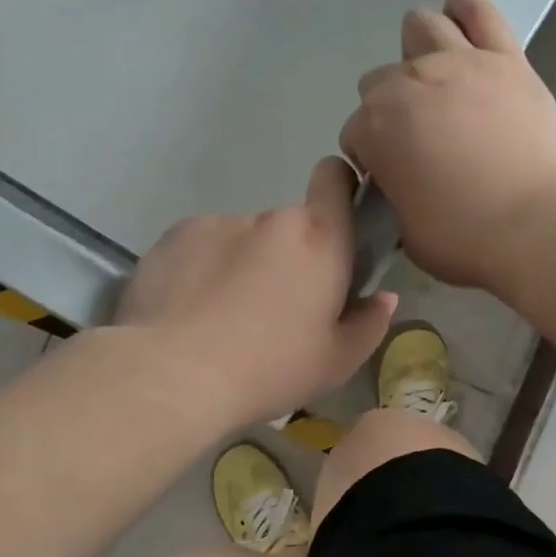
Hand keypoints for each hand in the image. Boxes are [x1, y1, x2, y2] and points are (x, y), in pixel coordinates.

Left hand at [116, 157, 398, 426]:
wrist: (173, 375)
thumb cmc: (270, 369)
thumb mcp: (336, 363)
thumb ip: (369, 324)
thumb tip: (382, 298)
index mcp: (320, 240)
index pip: (335, 180)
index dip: (339, 188)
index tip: (335, 221)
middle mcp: (271, 219)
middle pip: (289, 227)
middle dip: (287, 257)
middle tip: (273, 308)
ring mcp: (219, 223)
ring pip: (243, 238)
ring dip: (243, 264)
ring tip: (223, 317)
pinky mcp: (175, 236)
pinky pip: (202, 247)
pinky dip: (203, 269)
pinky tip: (191, 311)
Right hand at [341, 0, 555, 290]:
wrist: (541, 223)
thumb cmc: (467, 239)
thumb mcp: (409, 233)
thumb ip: (397, 198)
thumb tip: (406, 185)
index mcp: (375, 129)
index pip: (356, 133)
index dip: (372, 157)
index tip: (392, 177)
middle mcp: (407, 83)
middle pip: (380, 81)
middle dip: (390, 109)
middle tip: (420, 139)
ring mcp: (459, 62)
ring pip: (420, 27)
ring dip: (419, 53)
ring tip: (439, 83)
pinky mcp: (506, 57)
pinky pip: (477, 9)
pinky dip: (465, 12)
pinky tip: (465, 28)